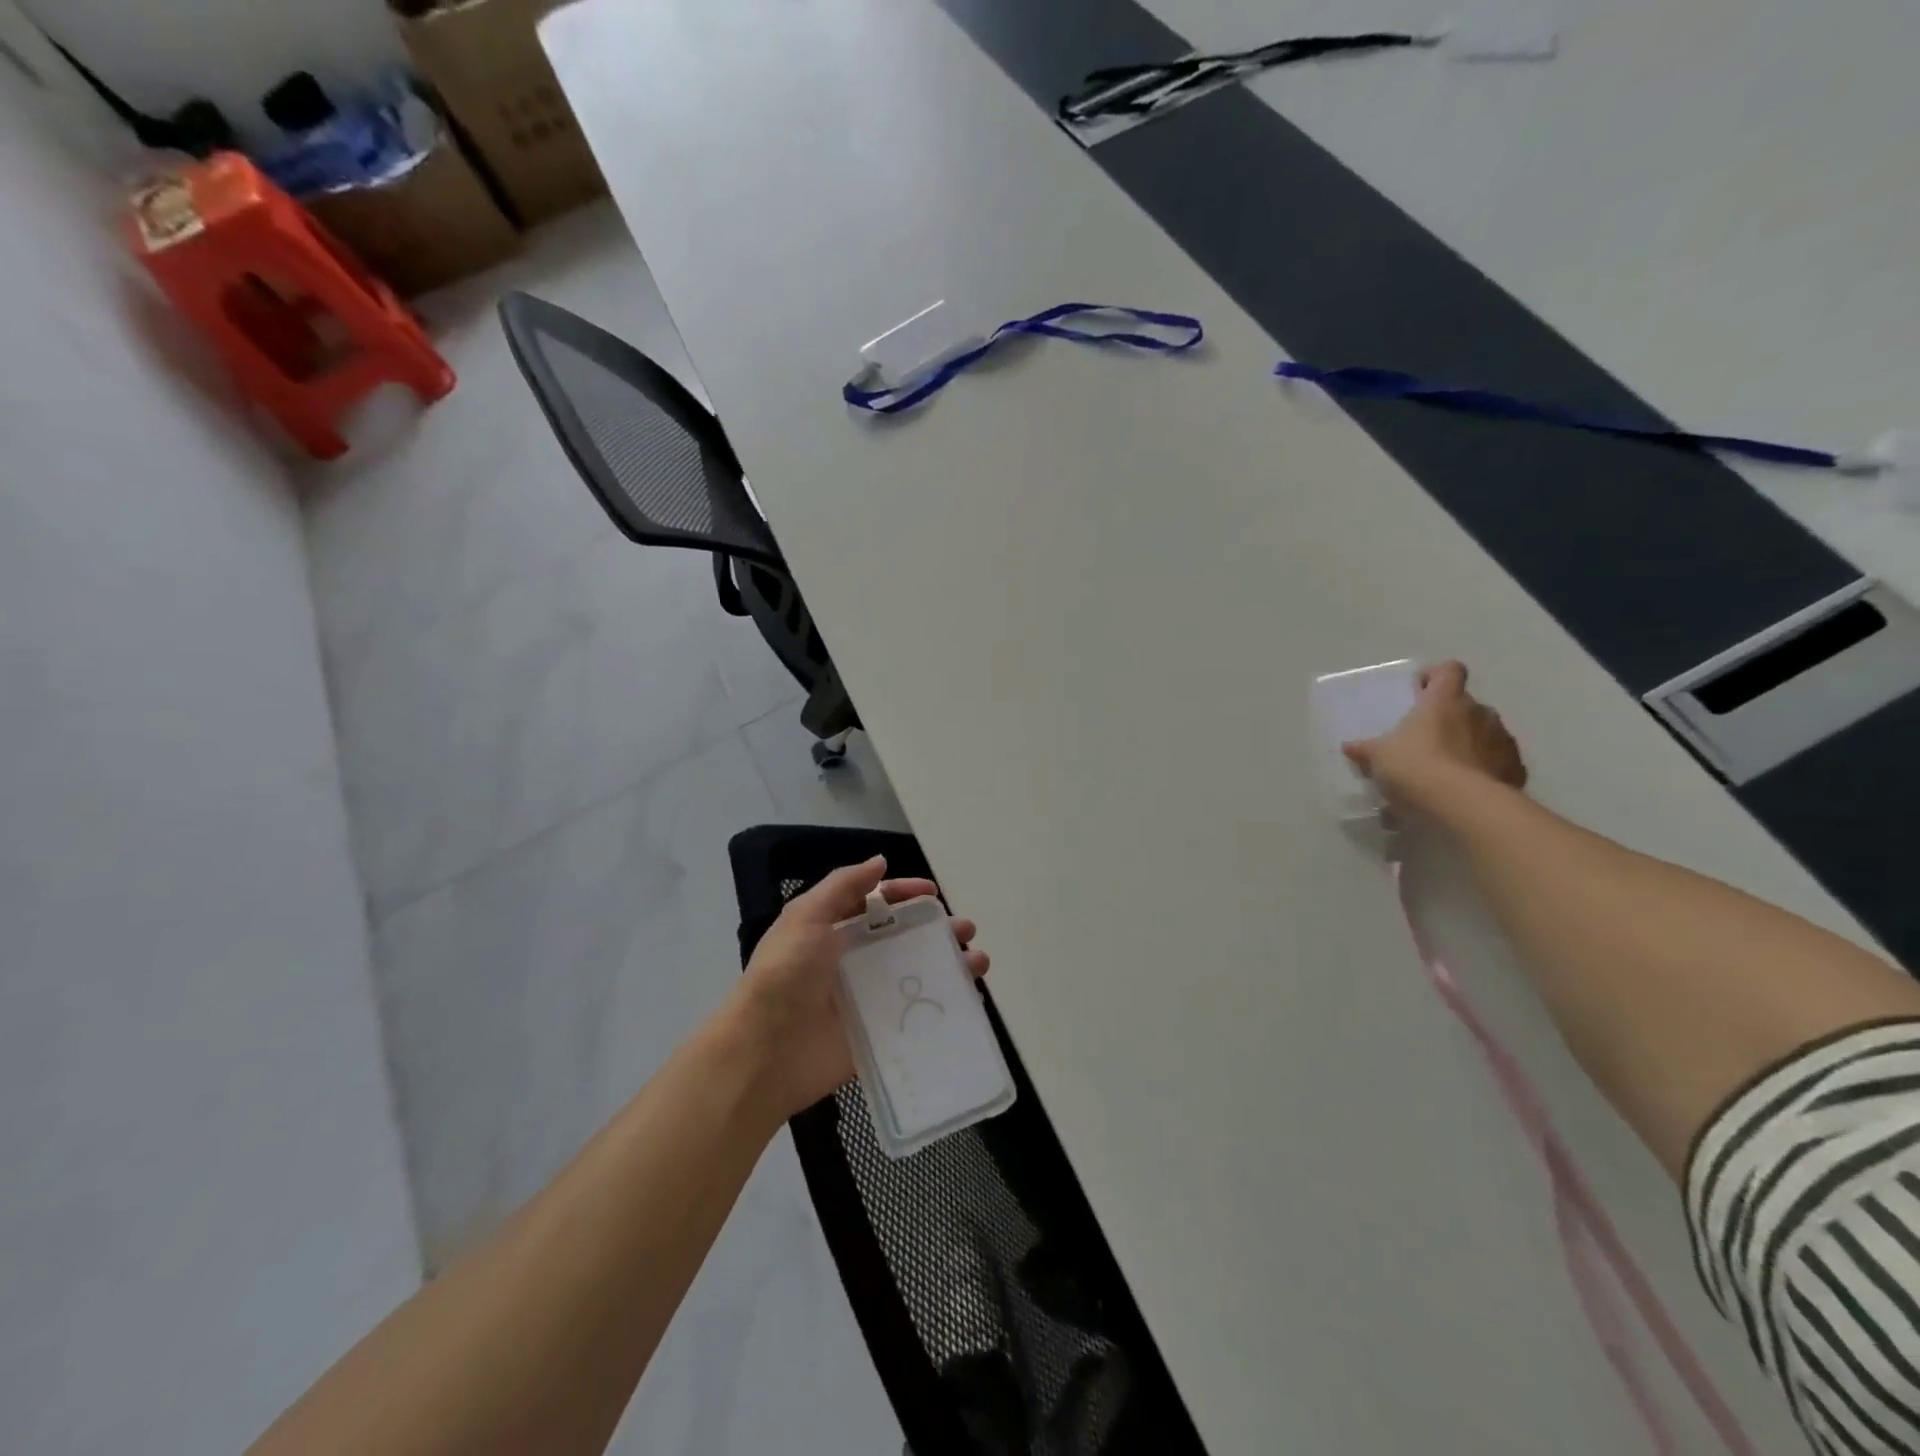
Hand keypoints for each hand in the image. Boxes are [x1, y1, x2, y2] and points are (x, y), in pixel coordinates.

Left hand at [724, 855, 988, 1122]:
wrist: (764, 1053)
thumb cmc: (784, 976)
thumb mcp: (806, 917)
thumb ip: (843, 886)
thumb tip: (880, 861)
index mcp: (834, 930)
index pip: (876, 904)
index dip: (905, 894)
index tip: (933, 893)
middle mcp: (854, 961)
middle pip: (904, 939)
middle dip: (937, 931)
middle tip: (965, 931)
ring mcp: (868, 1000)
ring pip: (917, 976)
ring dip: (949, 966)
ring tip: (977, 963)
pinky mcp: (879, 1035)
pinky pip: (917, 1018)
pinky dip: (945, 1009)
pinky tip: (970, 1001)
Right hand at [1342, 660, 1526, 810]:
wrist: (1464, 806)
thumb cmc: (1416, 767)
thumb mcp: (1378, 758)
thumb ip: (1365, 750)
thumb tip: (1350, 747)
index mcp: (1445, 701)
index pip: (1448, 671)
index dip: (1435, 675)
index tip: (1420, 688)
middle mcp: (1479, 713)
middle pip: (1466, 704)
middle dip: (1449, 717)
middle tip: (1425, 738)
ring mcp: (1502, 741)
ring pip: (1484, 734)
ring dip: (1467, 744)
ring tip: (1444, 770)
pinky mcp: (1516, 770)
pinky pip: (1497, 763)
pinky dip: (1483, 771)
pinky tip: (1463, 790)